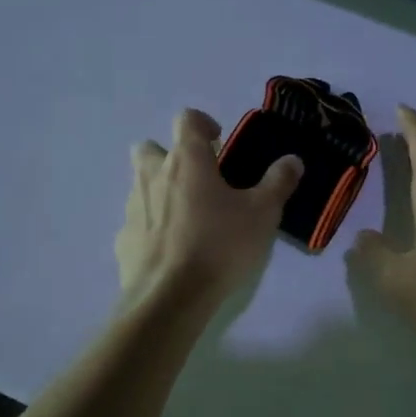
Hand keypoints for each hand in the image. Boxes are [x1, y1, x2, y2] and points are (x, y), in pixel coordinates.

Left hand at [116, 108, 302, 306]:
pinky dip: (152, 227)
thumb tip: (292, 160)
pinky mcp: (123, 239)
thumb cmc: (219, 245)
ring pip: (141, 185)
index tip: (218, 142)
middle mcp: (153, 175)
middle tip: (196, 179)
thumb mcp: (262, 213)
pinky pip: (137, 222)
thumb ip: (278, 182)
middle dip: (169, 156)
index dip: (202, 123)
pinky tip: (172, 250)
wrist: (169, 297)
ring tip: (188, 218)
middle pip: (150, 148)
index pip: (186, 119)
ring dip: (160, 191)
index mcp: (186, 160)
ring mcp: (132, 207)